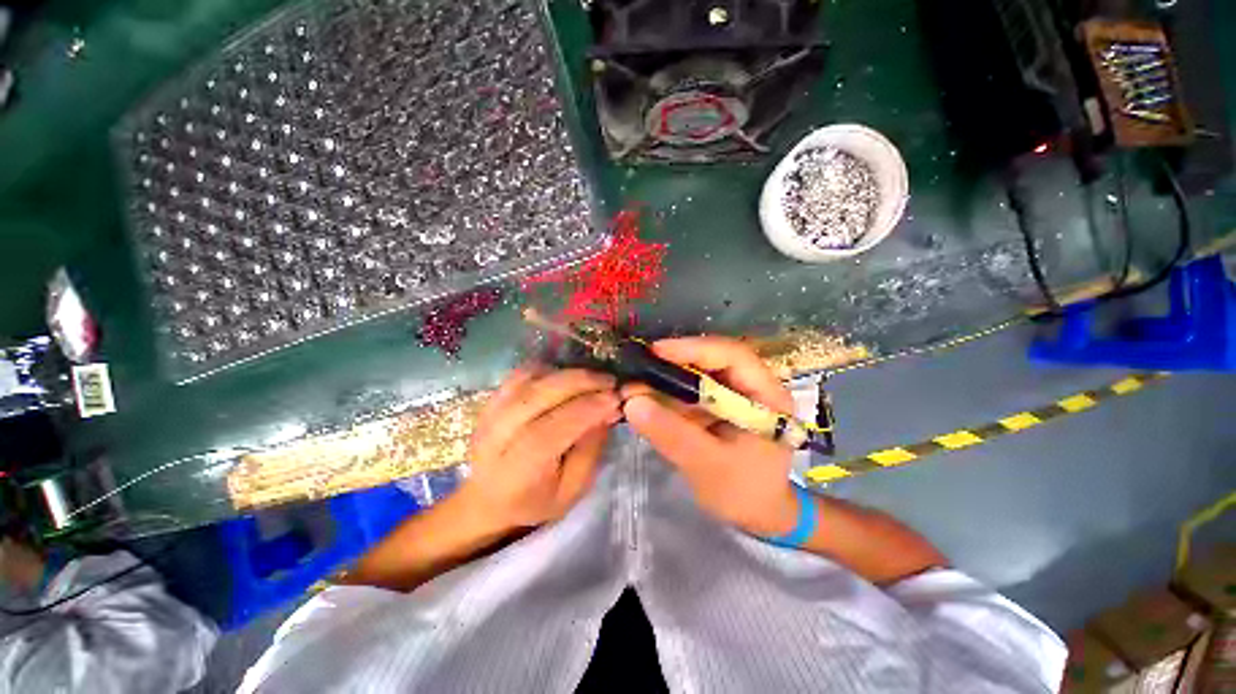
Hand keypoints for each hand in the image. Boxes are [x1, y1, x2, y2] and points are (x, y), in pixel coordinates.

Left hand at [460, 367, 620, 531]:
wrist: (488, 500)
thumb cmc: (535, 501)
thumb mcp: (572, 490)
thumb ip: (590, 450)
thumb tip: (609, 409)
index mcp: (518, 469)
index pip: (553, 428)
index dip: (587, 408)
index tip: (615, 398)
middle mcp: (497, 436)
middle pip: (538, 395)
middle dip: (580, 382)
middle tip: (610, 381)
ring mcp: (489, 414)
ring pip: (530, 379)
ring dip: (566, 373)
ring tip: (592, 379)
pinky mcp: (489, 400)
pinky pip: (520, 374)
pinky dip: (548, 370)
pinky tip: (567, 377)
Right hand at [621, 336, 799, 537]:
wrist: (756, 514)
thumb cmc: (744, 492)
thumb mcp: (709, 465)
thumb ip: (673, 434)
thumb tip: (632, 402)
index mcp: (767, 394)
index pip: (733, 355)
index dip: (694, 348)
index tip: (657, 351)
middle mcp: (752, 385)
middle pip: (712, 359)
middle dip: (674, 362)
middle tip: (639, 367)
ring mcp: (733, 394)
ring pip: (697, 373)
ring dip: (666, 377)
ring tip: (635, 384)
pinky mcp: (717, 404)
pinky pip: (690, 390)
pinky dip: (667, 392)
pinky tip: (645, 398)